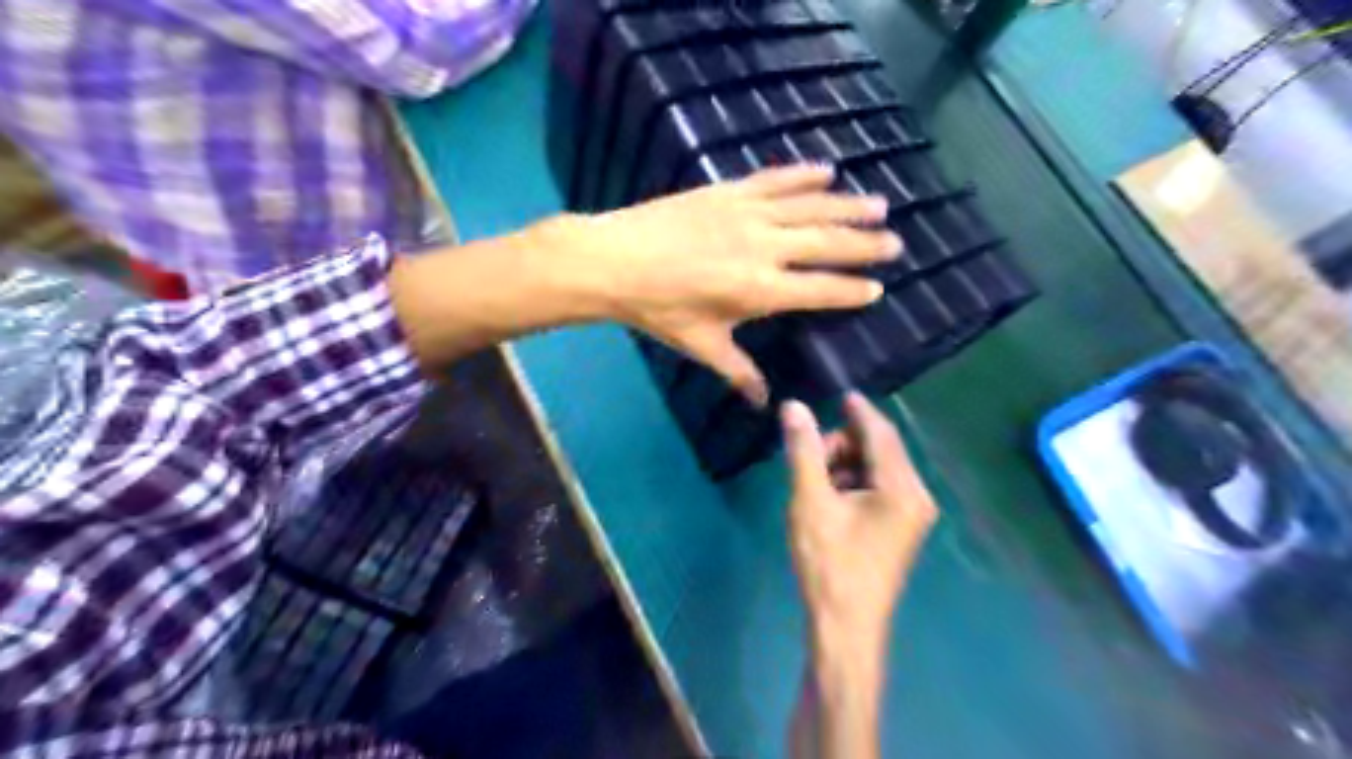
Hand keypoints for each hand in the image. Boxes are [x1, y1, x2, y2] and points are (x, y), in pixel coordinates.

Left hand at [554, 163, 899, 404]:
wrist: (614, 261)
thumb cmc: (659, 310)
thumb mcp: (702, 346)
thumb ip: (739, 373)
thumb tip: (764, 403)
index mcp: (761, 290)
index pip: (820, 290)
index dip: (851, 290)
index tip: (877, 288)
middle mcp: (765, 248)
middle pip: (826, 244)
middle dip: (864, 244)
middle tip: (895, 242)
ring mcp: (748, 214)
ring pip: (809, 207)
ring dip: (846, 205)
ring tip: (879, 204)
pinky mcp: (728, 190)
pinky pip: (774, 179)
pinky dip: (802, 173)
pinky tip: (827, 169)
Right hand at [783, 393, 942, 654]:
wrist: (845, 626)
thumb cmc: (829, 563)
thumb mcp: (810, 501)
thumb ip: (803, 451)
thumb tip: (793, 407)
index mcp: (902, 489)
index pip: (881, 434)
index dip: (859, 411)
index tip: (840, 395)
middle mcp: (916, 496)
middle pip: (880, 450)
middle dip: (843, 444)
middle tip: (808, 459)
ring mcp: (912, 515)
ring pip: (877, 469)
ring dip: (845, 464)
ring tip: (814, 483)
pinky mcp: (901, 528)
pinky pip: (879, 488)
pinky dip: (853, 483)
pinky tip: (829, 498)